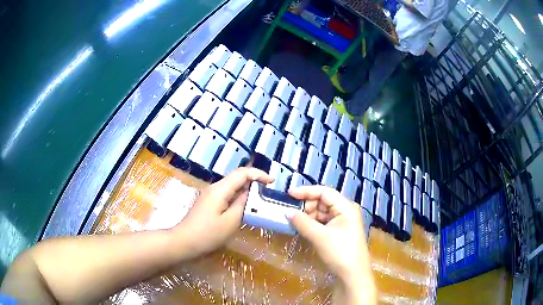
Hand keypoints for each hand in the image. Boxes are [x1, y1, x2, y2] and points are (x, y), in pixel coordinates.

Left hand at [176, 167, 272, 256]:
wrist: (183, 242)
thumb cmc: (208, 234)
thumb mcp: (230, 222)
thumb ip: (242, 205)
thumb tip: (250, 193)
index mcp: (220, 189)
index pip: (242, 173)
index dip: (259, 174)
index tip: (273, 181)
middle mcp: (214, 188)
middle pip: (236, 178)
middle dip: (254, 181)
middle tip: (268, 191)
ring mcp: (209, 195)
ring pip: (231, 186)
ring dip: (246, 190)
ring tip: (260, 199)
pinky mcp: (208, 203)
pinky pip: (226, 195)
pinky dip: (237, 197)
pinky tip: (243, 207)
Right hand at [287, 186, 374, 302]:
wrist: (353, 275)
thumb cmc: (340, 252)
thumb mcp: (320, 236)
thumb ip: (302, 222)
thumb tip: (286, 211)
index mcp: (346, 207)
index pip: (324, 192)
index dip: (306, 191)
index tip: (289, 194)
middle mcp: (345, 211)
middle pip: (323, 201)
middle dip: (307, 205)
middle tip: (292, 213)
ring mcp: (343, 222)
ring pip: (322, 212)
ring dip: (309, 215)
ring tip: (295, 222)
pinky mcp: (339, 231)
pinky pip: (324, 222)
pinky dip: (313, 223)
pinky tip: (303, 228)